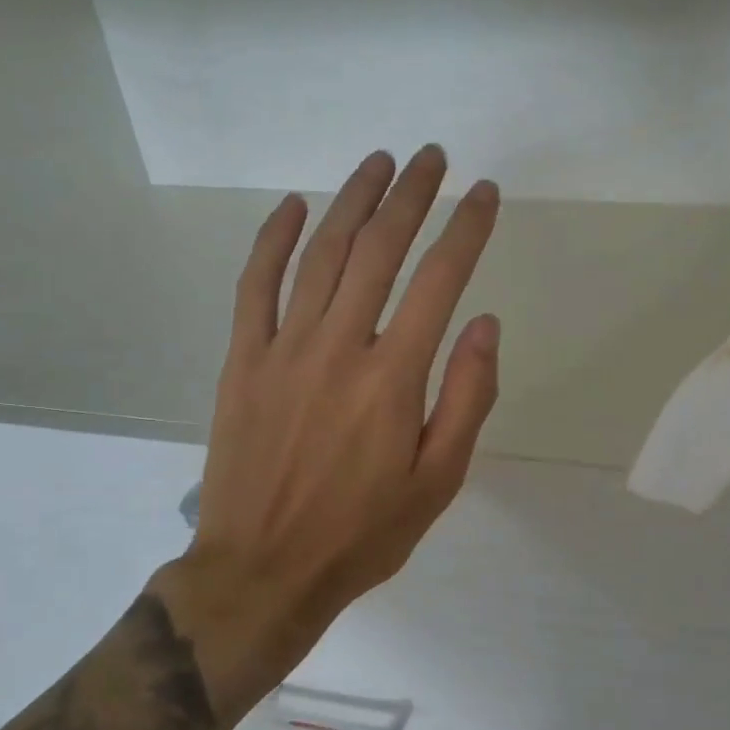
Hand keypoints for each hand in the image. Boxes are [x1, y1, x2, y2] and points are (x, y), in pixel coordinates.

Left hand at [155, 145, 500, 702]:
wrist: (263, 571)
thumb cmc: (363, 533)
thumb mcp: (438, 481)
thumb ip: (466, 398)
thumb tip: (484, 324)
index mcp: (393, 378)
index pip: (439, 281)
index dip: (466, 230)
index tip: (486, 193)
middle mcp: (339, 347)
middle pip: (379, 250)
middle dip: (411, 196)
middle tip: (432, 157)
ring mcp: (283, 349)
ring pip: (321, 255)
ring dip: (353, 201)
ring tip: (379, 162)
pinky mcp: (243, 361)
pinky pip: (255, 285)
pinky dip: (274, 239)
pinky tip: (296, 206)